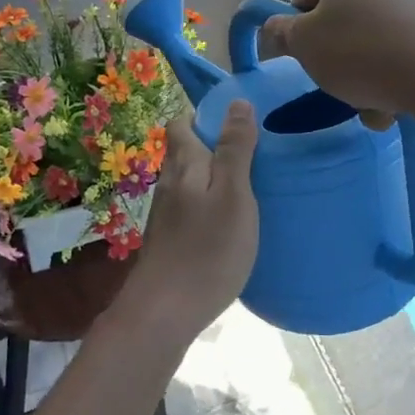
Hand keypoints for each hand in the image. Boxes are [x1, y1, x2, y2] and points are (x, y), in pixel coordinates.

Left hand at [115, 103, 259, 349]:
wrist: (165, 311)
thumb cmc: (207, 249)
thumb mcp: (233, 194)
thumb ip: (235, 149)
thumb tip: (237, 102)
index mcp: (184, 165)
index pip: (181, 124)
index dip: (204, 117)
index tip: (236, 125)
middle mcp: (168, 183)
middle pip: (183, 152)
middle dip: (211, 147)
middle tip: (250, 156)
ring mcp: (164, 214)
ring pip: (186, 182)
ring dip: (210, 178)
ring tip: (245, 188)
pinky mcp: (168, 240)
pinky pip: (188, 208)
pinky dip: (206, 205)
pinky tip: (227, 223)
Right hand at [256, 0, 414, 126]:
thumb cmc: (358, 49)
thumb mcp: (303, 44)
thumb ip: (279, 33)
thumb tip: (272, 29)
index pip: (304, 0)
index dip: (299, 34)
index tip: (305, 61)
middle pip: (340, 23)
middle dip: (336, 60)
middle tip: (336, 86)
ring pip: (370, 44)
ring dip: (363, 77)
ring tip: (370, 105)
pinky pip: (400, 54)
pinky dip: (392, 77)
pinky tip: (394, 105)